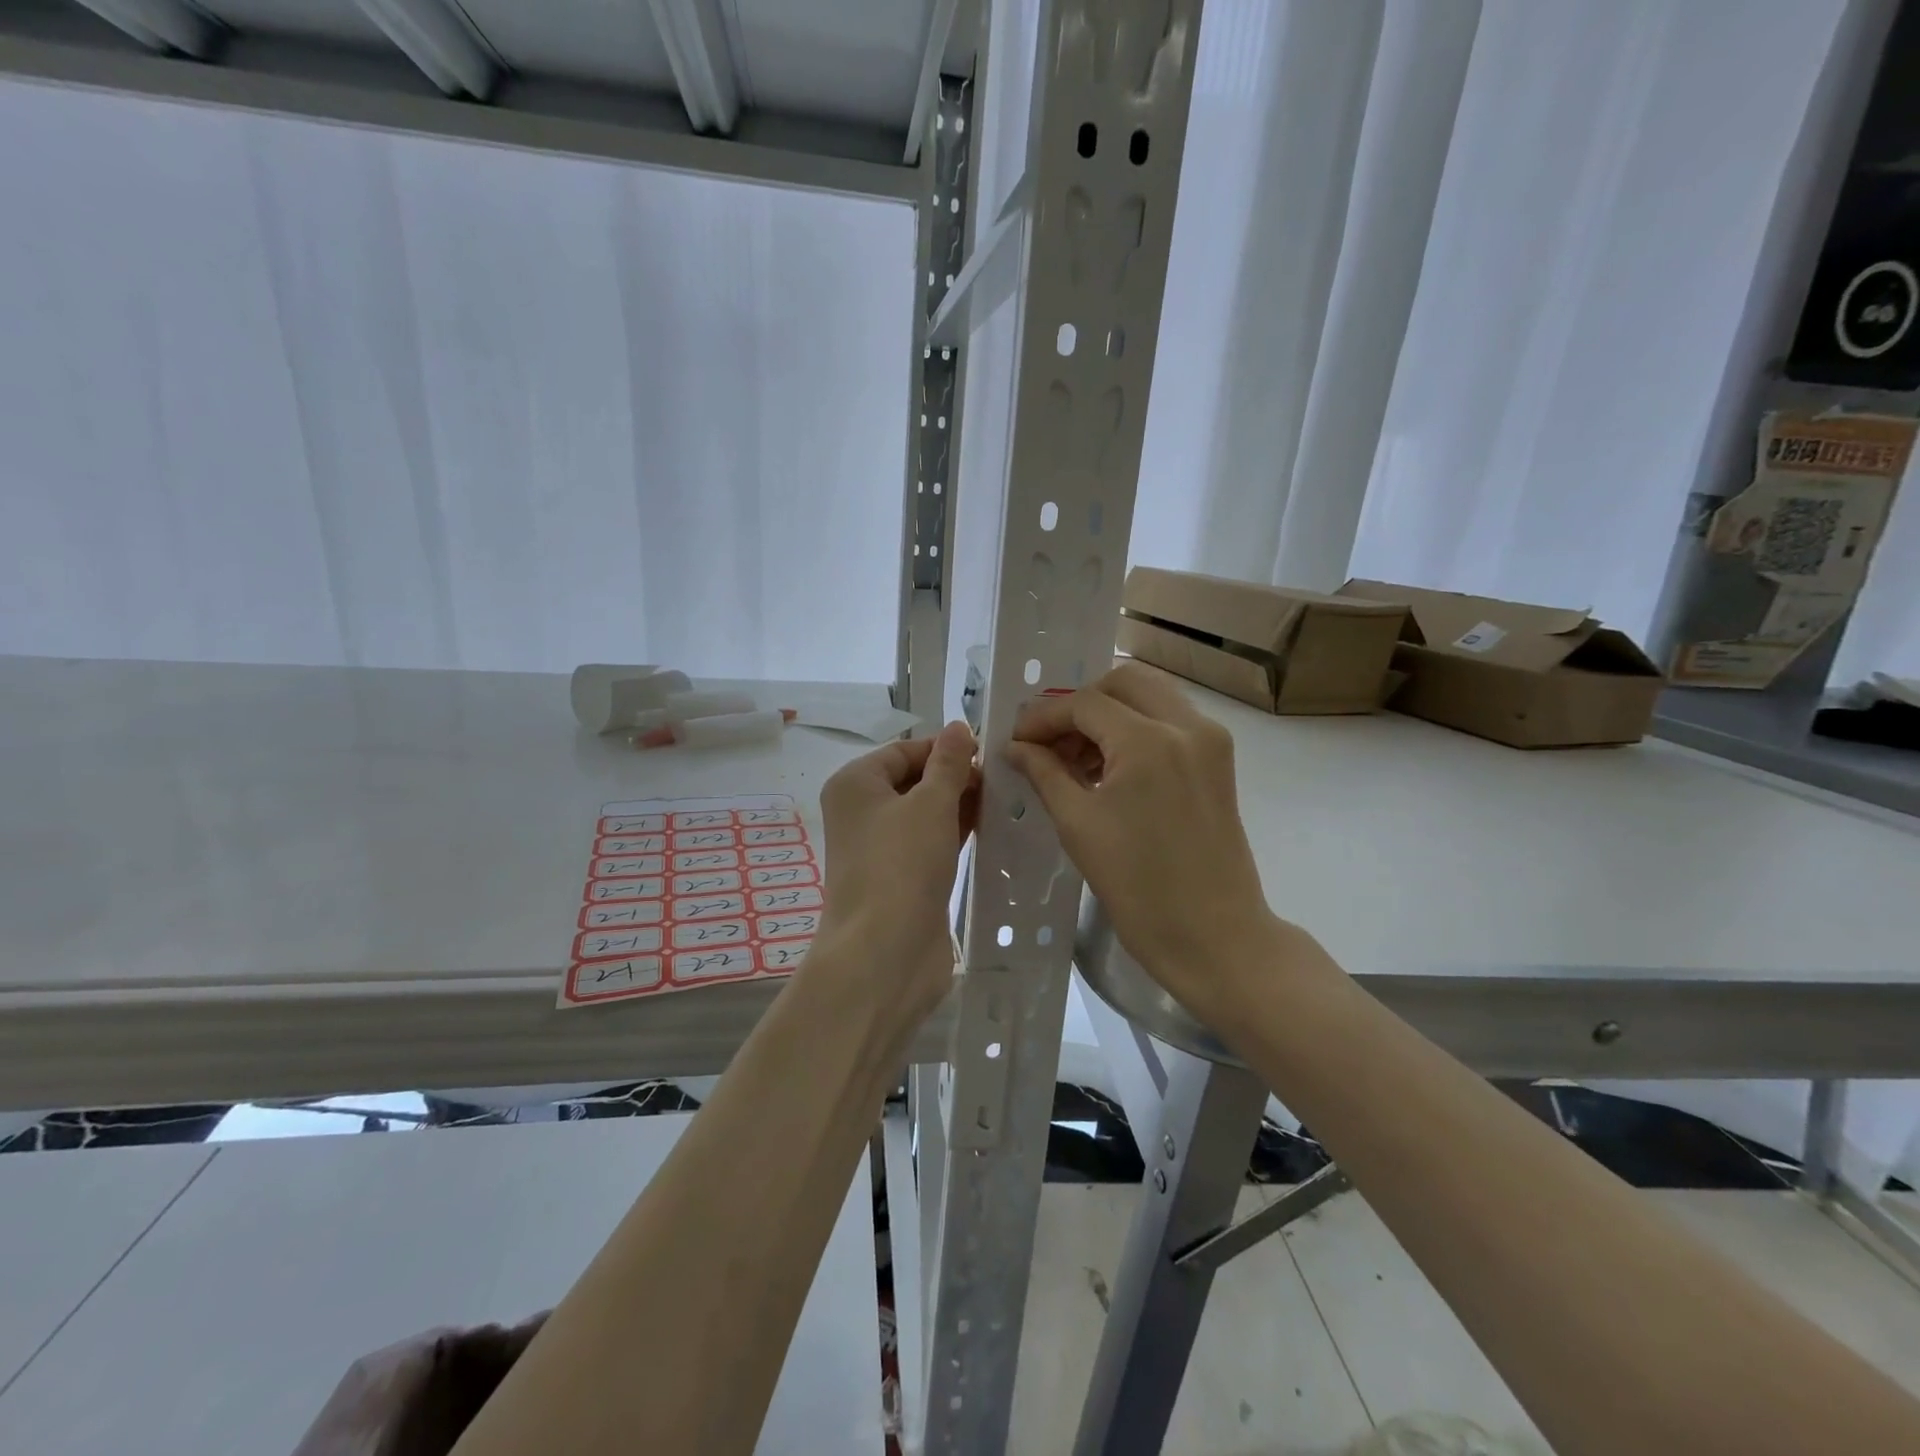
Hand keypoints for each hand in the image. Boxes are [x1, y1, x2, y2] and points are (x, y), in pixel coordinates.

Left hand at [815, 721, 979, 1024]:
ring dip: (961, 805)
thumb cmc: (902, 865)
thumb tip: (959, 727)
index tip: (990, 752)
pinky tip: (992, 827)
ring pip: (926, 813)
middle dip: (956, 776)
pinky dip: (957, 832)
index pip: (905, 750)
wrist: (885, 954)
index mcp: (856, 784)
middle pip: (914, 780)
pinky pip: (932, 842)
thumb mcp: (930, 804)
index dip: (946, 748)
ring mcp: (881, 847)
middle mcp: (863, 811)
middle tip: (1005, 777)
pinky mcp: (902, 877)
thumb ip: (948, 764)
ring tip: (1006, 798)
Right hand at [1005, 664, 1284, 1022]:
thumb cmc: (1138, 888)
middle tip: (1050, 741)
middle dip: (1080, 704)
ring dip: (1109, 714)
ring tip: (1075, 758)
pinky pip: (1170, 721)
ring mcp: (1210, 740)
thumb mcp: (1078, 825)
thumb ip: (1044, 773)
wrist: (1215, 937)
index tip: (1016, 740)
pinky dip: (1136, 729)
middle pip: (1123, 682)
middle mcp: (1187, 725)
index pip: (1085, 704)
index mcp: (1150, 741)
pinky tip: (1109, 767)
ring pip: (1151, 696)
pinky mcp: (1219, 761)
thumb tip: (1015, 747)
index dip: (1043, 717)